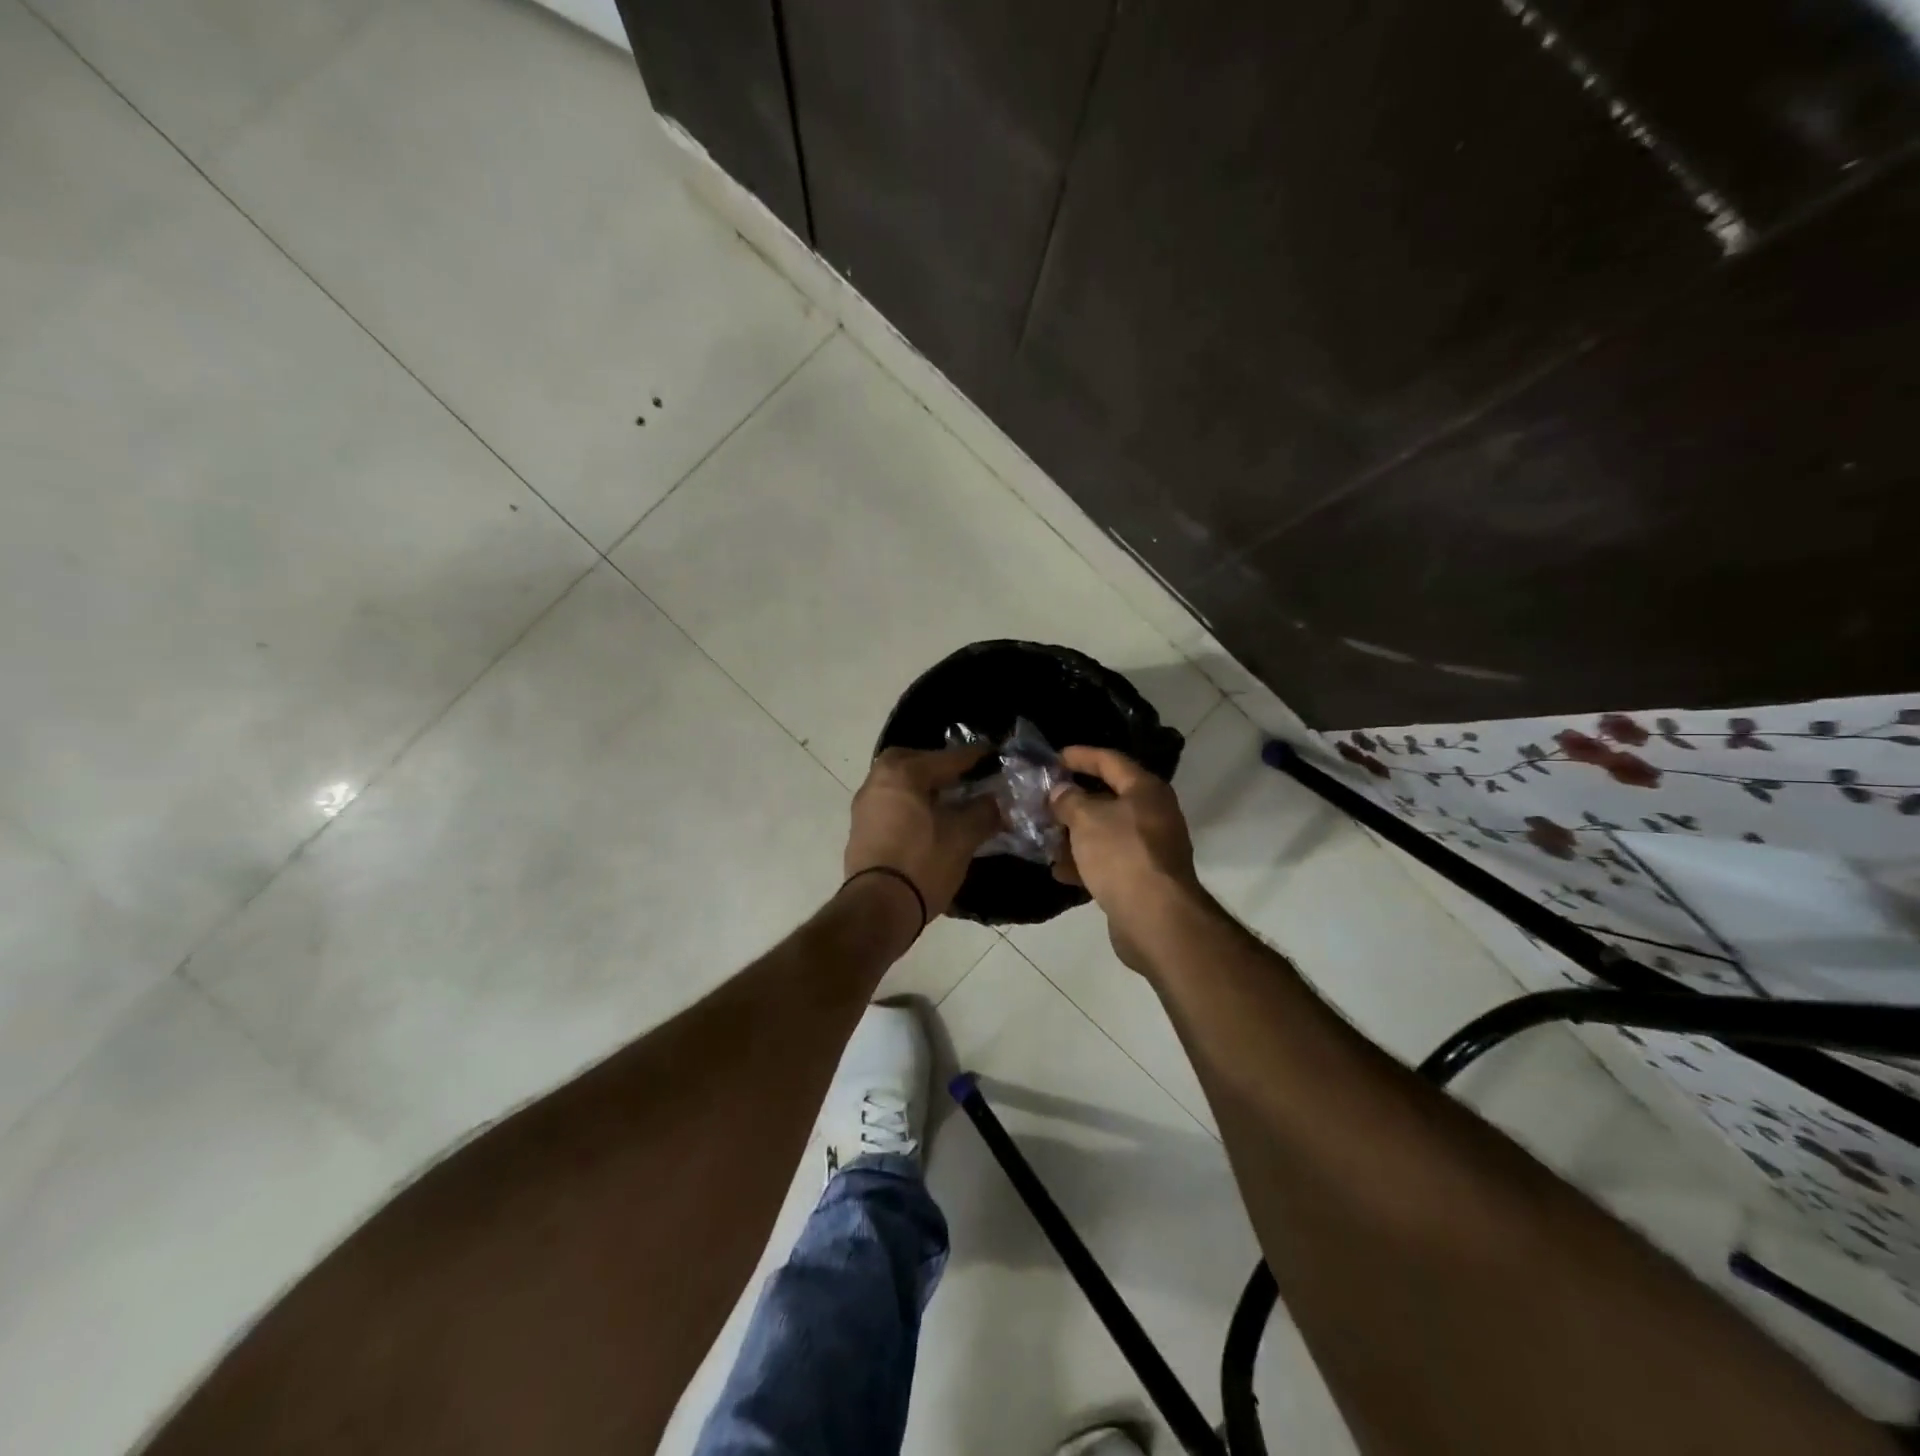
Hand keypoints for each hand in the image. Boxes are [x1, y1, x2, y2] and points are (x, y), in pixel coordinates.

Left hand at [845, 746, 1001, 923]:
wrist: (878, 908)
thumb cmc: (923, 863)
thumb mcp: (963, 836)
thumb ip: (984, 811)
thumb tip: (996, 800)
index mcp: (902, 773)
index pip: (947, 758)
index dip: (975, 758)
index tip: (994, 754)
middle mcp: (877, 780)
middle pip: (912, 761)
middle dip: (938, 766)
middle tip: (962, 777)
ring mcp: (864, 806)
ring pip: (898, 783)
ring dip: (922, 786)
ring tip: (949, 800)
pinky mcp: (860, 830)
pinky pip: (890, 804)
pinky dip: (910, 804)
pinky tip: (928, 821)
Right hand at [1049, 746, 1198, 921]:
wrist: (1156, 918)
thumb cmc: (1121, 855)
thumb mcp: (1086, 819)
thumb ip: (1069, 800)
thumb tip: (1061, 791)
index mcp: (1145, 790)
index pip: (1110, 761)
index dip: (1081, 756)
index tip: (1053, 758)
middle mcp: (1152, 814)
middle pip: (1108, 798)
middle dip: (1073, 800)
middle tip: (1043, 799)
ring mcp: (1149, 848)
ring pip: (1105, 832)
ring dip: (1074, 834)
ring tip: (1044, 836)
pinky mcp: (1141, 878)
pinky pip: (1108, 861)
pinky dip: (1084, 862)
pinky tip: (1059, 871)